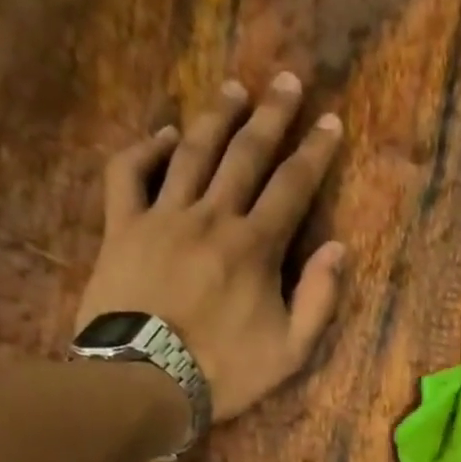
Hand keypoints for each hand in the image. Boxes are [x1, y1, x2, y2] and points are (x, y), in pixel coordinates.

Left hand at [77, 74, 346, 424]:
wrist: (147, 381)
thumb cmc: (225, 373)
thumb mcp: (289, 352)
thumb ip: (318, 300)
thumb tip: (337, 249)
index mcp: (256, 247)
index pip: (292, 187)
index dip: (314, 152)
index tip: (330, 121)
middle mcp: (212, 217)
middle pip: (245, 155)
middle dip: (270, 116)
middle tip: (286, 80)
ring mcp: (163, 217)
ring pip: (192, 152)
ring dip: (215, 118)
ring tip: (233, 90)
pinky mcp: (123, 228)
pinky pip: (130, 173)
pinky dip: (146, 148)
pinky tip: (163, 134)